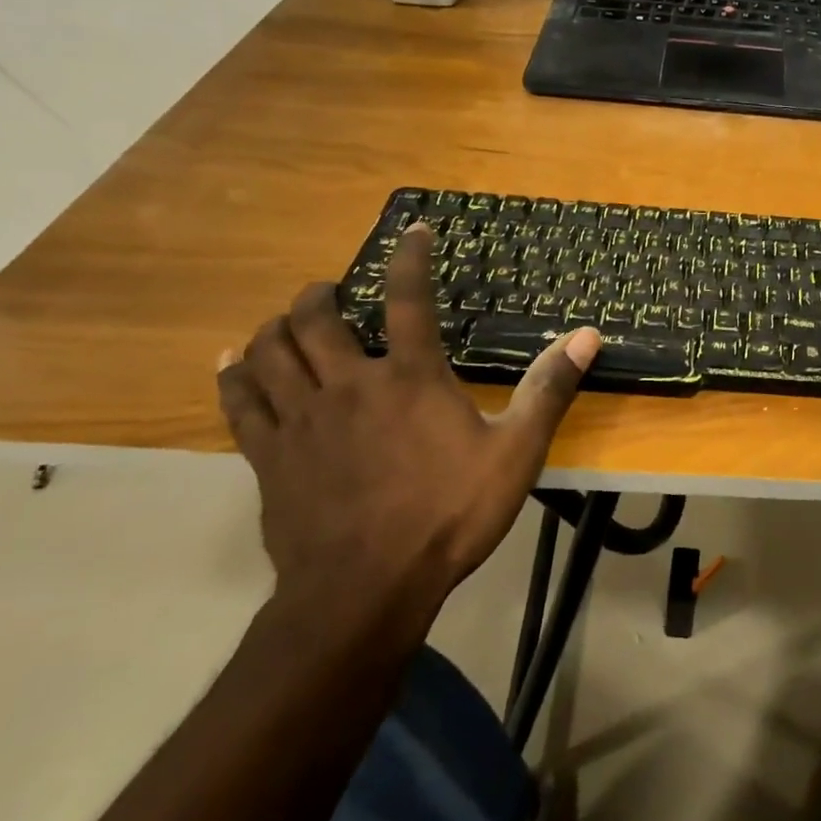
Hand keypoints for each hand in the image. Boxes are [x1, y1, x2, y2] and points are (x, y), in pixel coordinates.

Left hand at [217, 223, 599, 639]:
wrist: (367, 589)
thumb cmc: (450, 515)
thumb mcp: (515, 452)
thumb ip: (548, 390)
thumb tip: (587, 335)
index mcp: (410, 378)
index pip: (409, 299)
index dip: (410, 257)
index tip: (412, 230)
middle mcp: (349, 383)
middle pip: (317, 318)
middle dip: (322, 294)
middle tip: (332, 291)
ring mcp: (302, 419)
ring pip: (270, 351)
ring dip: (277, 326)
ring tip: (289, 321)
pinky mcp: (269, 456)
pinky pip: (239, 401)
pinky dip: (235, 374)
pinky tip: (233, 363)